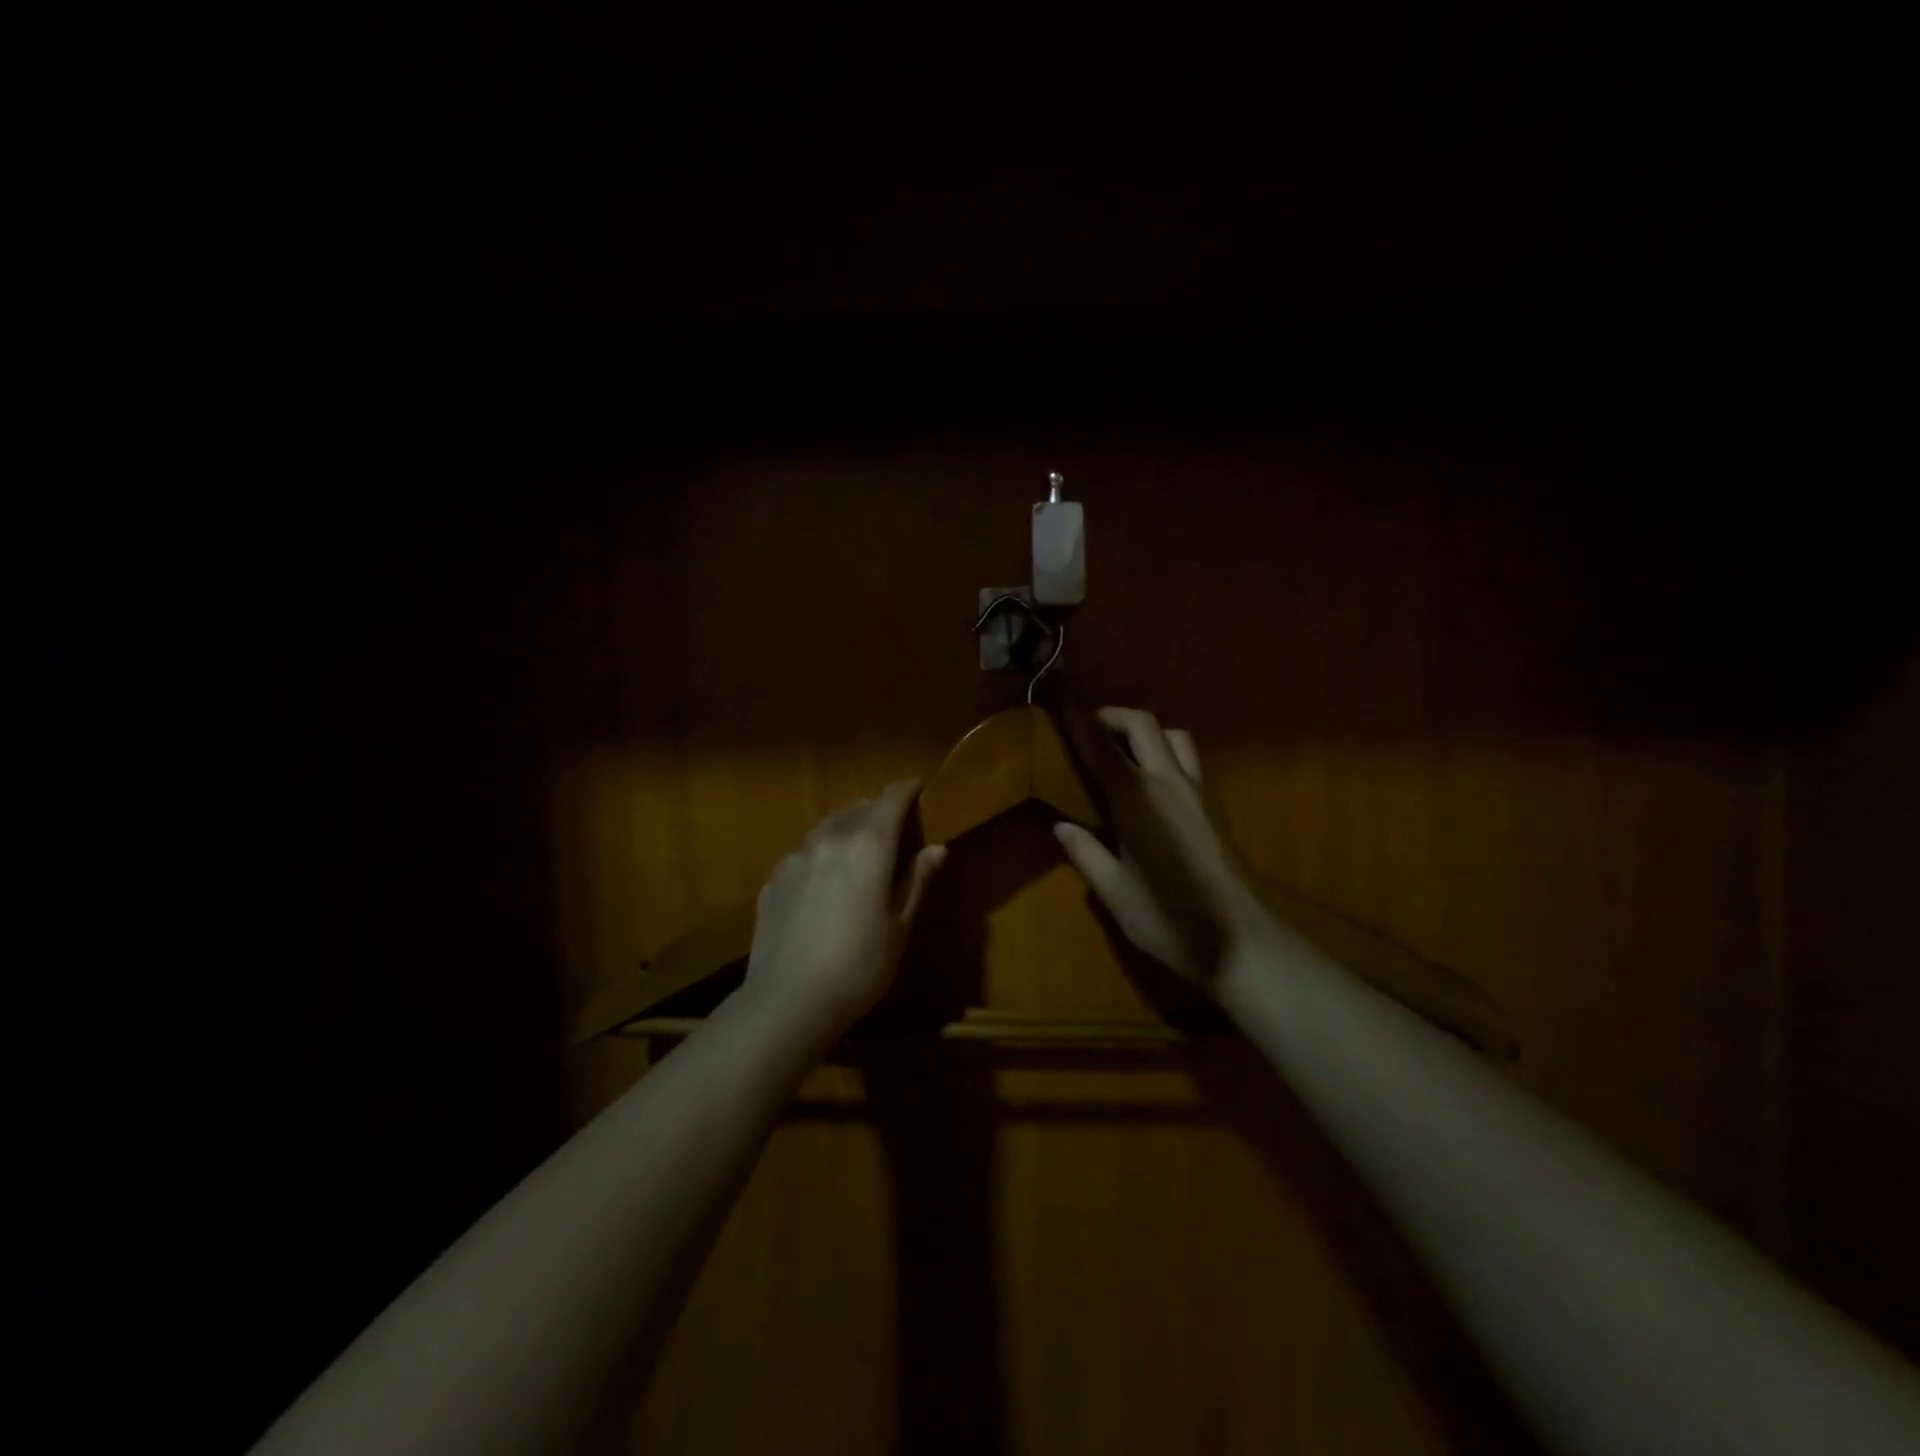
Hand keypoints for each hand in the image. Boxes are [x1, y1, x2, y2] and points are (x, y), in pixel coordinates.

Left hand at [742, 782, 945, 1038]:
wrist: (788, 1001)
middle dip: (879, 809)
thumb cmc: (859, 966)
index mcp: (869, 845)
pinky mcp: (774, 876)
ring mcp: (797, 855)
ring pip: (828, 824)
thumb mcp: (899, 926)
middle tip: (895, 828)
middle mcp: (831, 837)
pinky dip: (822, 850)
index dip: (908, 789)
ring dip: (848, 826)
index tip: (921, 790)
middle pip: (858, 806)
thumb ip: (917, 880)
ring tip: (859, 849)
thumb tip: (937, 847)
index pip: (891, 797)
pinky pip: (804, 849)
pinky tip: (825, 880)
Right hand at [1053, 708, 1276, 988]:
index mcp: (1137, 799)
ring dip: (1146, 732)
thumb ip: (1086, 853)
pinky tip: (1151, 786)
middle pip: (1144, 724)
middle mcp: (1169, 783)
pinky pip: (1189, 760)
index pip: (1102, 746)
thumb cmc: (1168, 919)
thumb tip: (1061, 826)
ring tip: (1123, 754)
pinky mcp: (1214, 807)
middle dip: (1114, 716)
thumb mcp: (1113, 892)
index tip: (1061, 703)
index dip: (1079, 721)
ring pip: (1175, 736)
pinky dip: (1165, 754)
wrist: (1239, 943)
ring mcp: (1198, 792)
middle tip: (1089, 729)